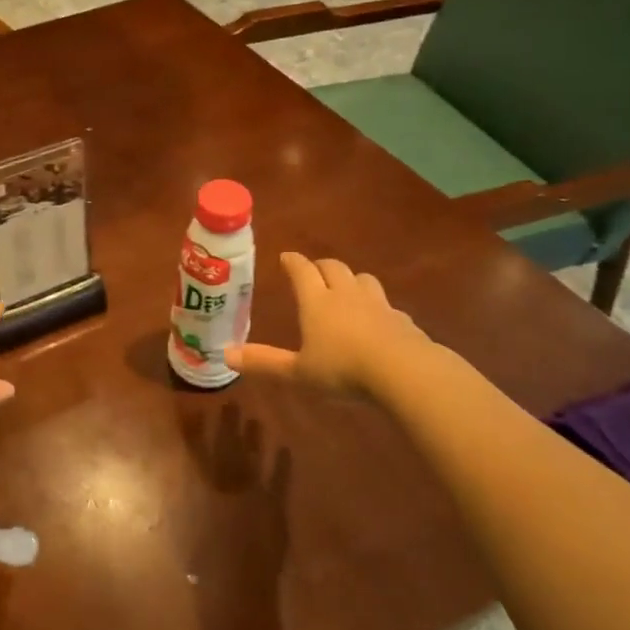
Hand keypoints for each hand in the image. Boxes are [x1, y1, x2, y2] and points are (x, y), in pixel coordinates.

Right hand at [223, 252, 442, 397]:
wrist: (404, 371)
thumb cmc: (343, 369)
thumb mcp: (298, 372)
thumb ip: (264, 363)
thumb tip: (225, 355)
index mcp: (317, 301)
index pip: (302, 270)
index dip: (292, 262)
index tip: (285, 257)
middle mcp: (346, 295)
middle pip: (333, 268)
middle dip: (321, 266)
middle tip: (313, 271)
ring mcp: (378, 305)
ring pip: (363, 280)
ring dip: (352, 280)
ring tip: (346, 289)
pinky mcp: (402, 320)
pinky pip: (387, 306)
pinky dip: (378, 308)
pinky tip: (378, 322)